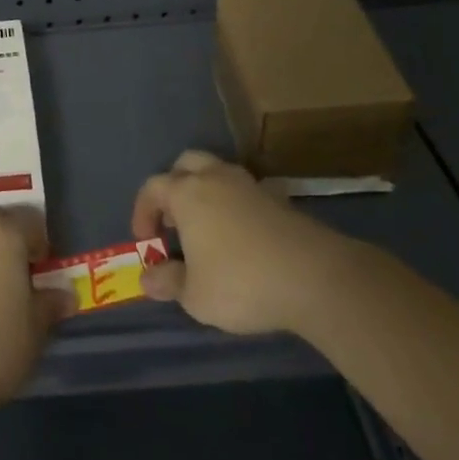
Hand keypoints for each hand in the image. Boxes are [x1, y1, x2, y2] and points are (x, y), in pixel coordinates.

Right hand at [135, 150, 345, 335]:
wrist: (316, 277)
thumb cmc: (241, 283)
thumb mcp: (194, 295)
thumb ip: (168, 282)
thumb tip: (148, 278)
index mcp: (187, 193)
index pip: (152, 187)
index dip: (142, 211)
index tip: (145, 241)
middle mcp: (216, 178)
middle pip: (186, 164)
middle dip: (174, 187)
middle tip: (174, 221)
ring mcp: (251, 186)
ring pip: (219, 174)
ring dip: (206, 194)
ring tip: (206, 231)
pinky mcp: (281, 200)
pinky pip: (245, 193)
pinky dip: (235, 207)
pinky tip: (240, 238)